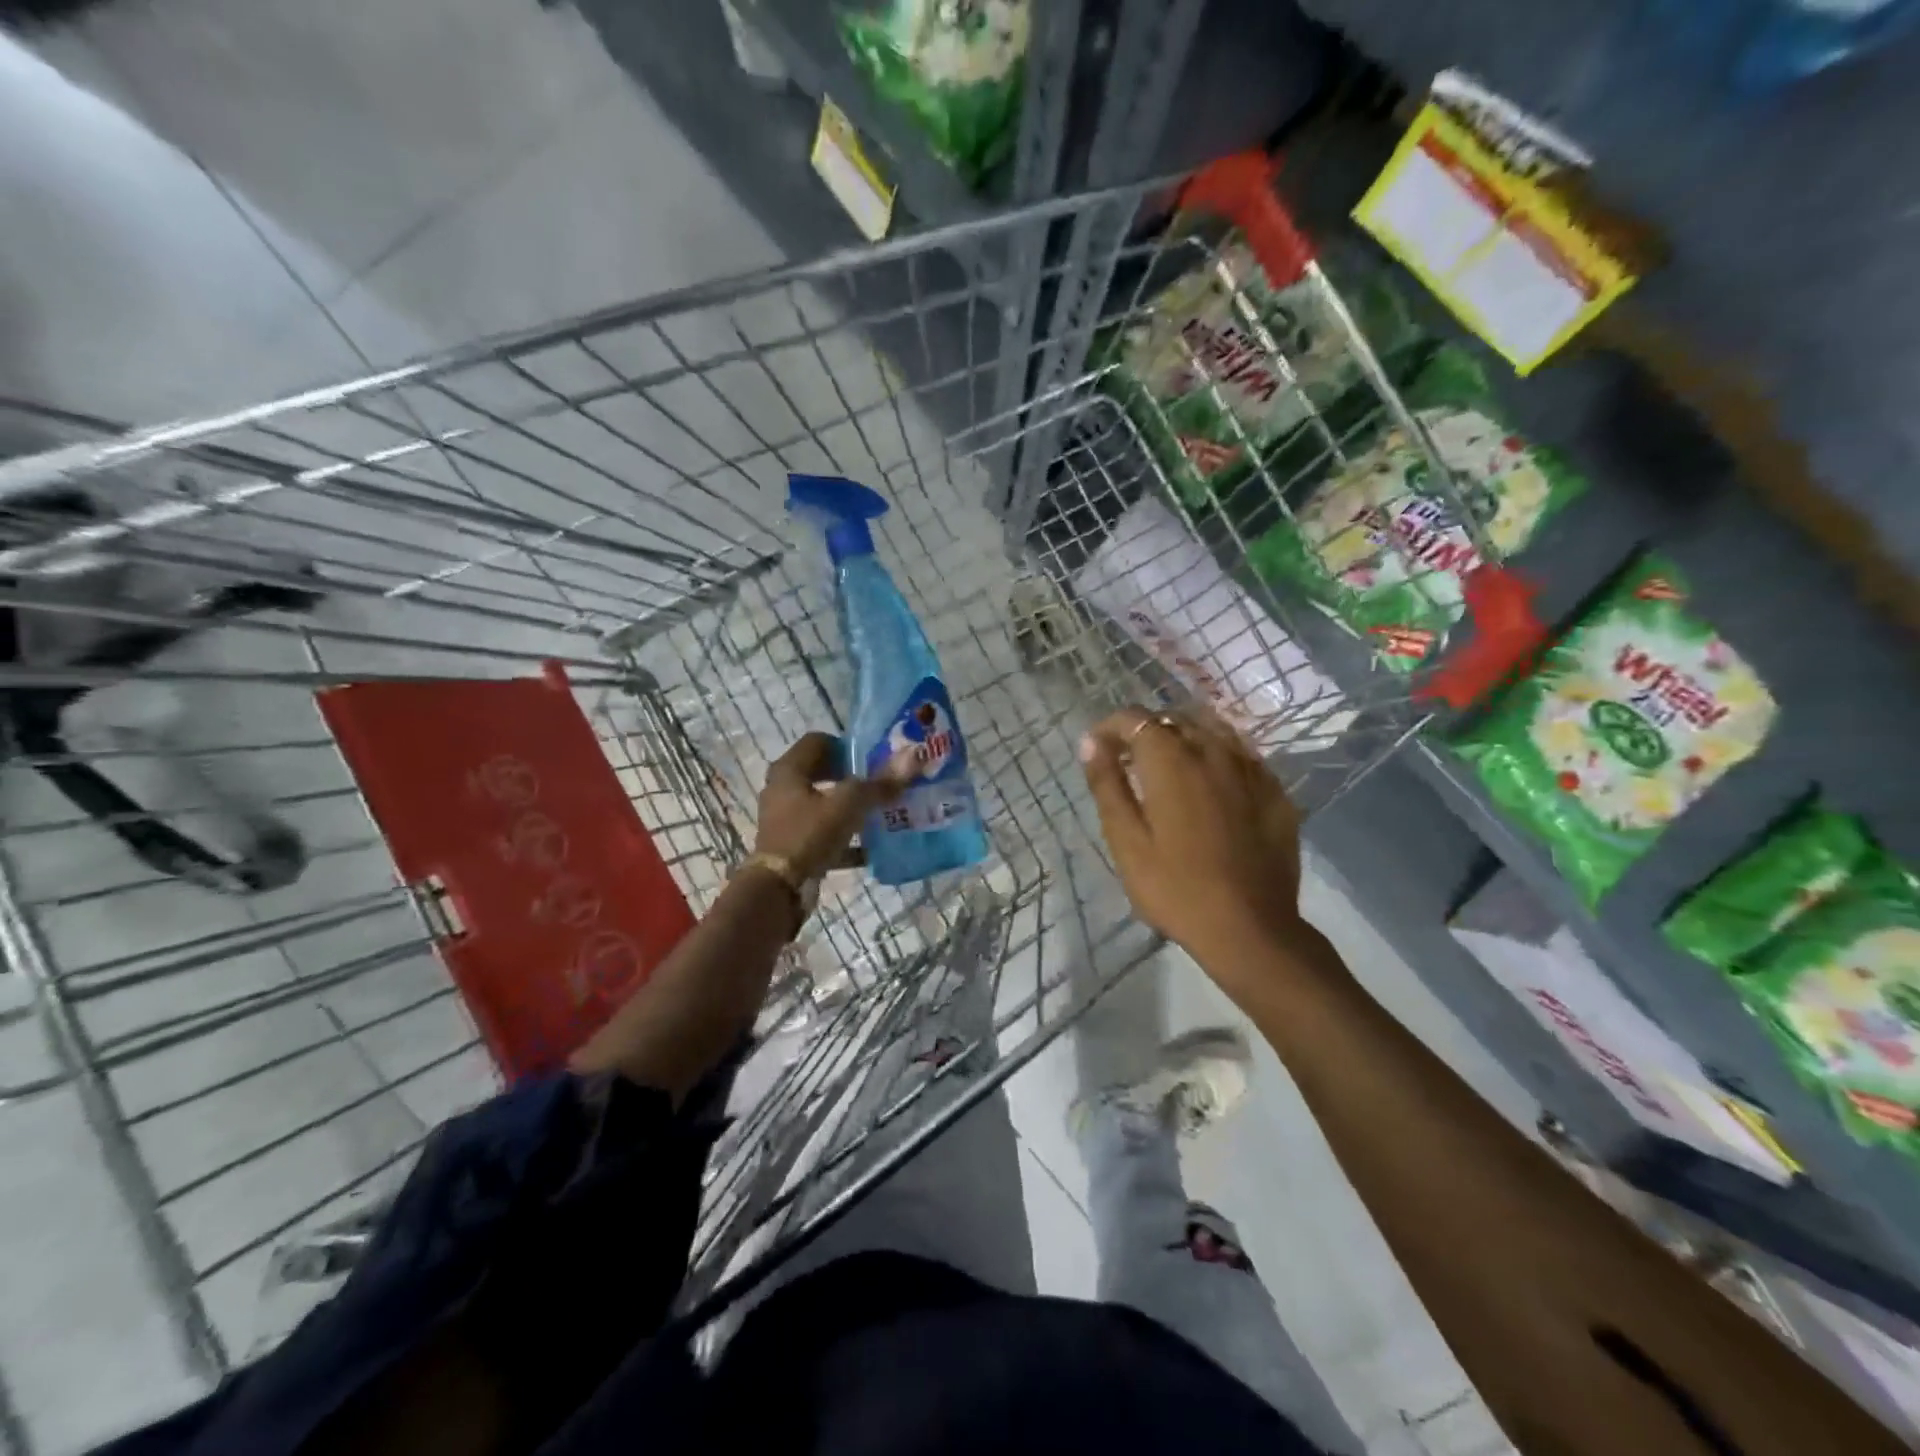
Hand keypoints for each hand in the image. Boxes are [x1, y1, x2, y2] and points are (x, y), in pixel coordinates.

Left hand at [753, 731, 906, 881]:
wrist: (779, 889)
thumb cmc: (809, 834)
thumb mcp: (849, 805)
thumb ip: (880, 784)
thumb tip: (913, 758)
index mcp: (789, 770)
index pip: (817, 742)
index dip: (845, 745)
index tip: (872, 757)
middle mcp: (782, 790)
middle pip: (820, 773)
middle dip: (851, 777)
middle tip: (880, 782)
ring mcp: (786, 819)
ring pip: (823, 805)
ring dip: (850, 807)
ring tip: (880, 811)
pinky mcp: (793, 846)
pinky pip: (825, 835)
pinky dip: (846, 838)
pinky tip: (872, 848)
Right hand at [1080, 707, 1306, 966]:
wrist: (1251, 928)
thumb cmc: (1175, 888)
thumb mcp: (1126, 841)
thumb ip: (1107, 784)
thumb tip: (1091, 742)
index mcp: (1172, 760)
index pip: (1135, 718)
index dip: (1111, 726)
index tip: (1098, 750)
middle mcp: (1213, 751)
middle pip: (1174, 718)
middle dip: (1146, 731)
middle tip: (1129, 762)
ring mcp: (1251, 769)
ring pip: (1212, 731)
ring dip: (1183, 738)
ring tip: (1168, 768)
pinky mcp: (1275, 791)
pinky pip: (1241, 755)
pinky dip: (1217, 756)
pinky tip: (1211, 784)